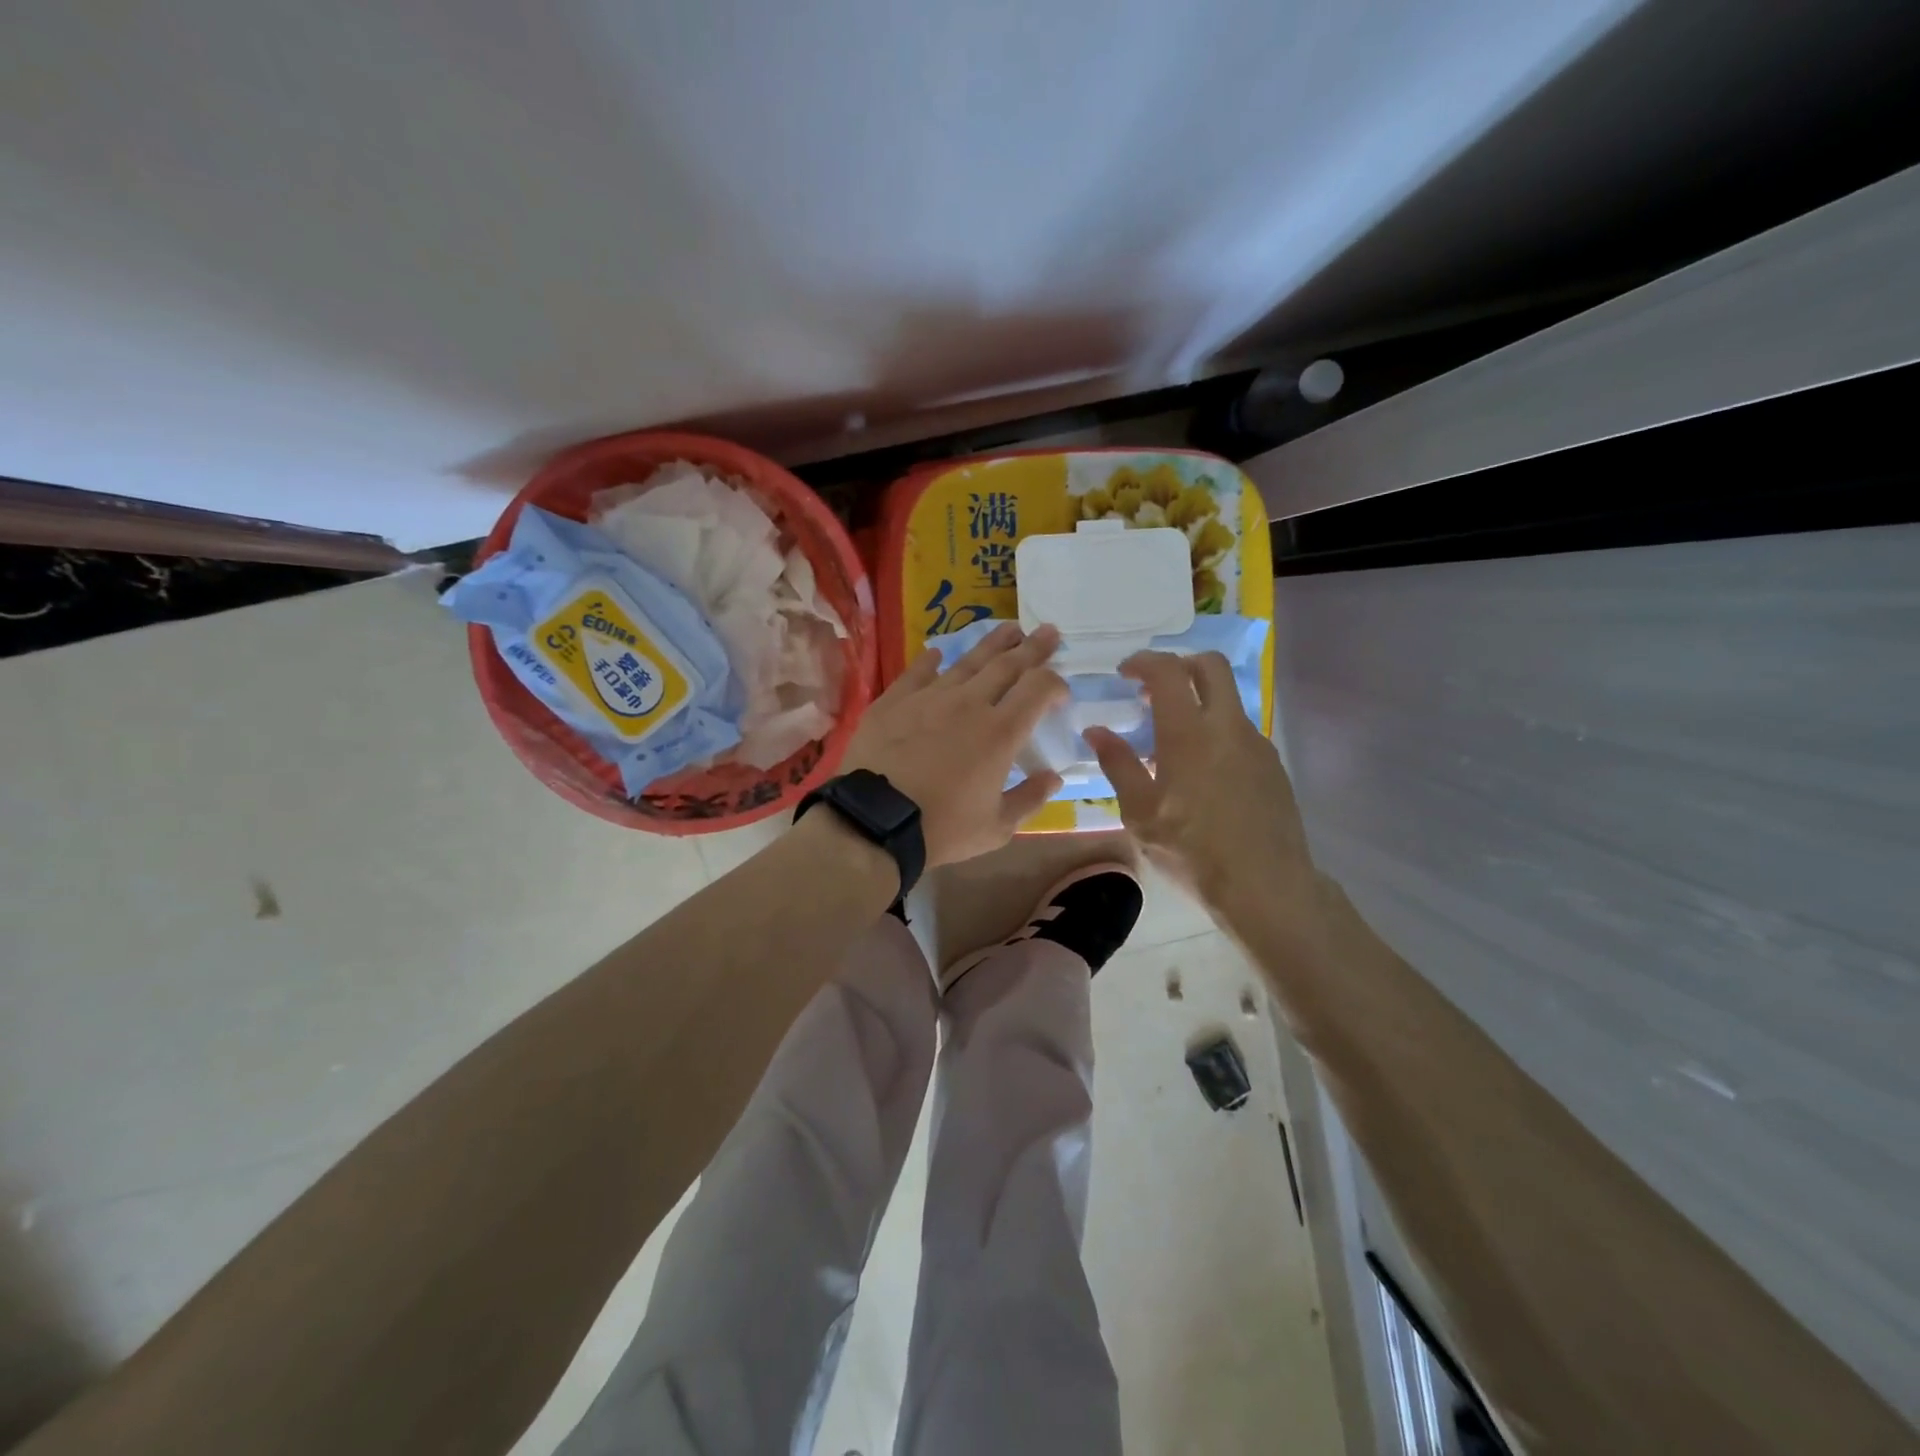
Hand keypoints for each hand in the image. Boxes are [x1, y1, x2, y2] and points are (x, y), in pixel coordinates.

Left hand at [842, 623, 1067, 866]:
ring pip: (966, 661)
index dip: (1055, 683)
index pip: (1038, 689)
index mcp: (1000, 732)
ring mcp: (929, 697)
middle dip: (1032, 647)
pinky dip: (931, 661)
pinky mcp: (894, 701)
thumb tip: (1054, 777)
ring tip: (1009, 629)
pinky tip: (937, 653)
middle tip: (1048, 631)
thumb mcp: (996, 827)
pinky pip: (918, 673)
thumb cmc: (941, 828)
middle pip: (1007, 665)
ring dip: (992, 644)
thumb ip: (1029, 799)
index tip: (1061, 690)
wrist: (874, 821)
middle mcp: (969, 704)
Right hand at [1083, 651, 1313, 912]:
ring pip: (1228, 699)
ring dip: (1198, 701)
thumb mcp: (1140, 813)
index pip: (1168, 671)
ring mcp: (1256, 744)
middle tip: (1153, 690)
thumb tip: (1096, 731)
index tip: (1124, 673)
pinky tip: (1201, 772)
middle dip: (1179, 665)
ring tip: (1171, 740)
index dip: (1143, 661)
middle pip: (1210, 667)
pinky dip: (1215, 731)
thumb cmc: (1192, 850)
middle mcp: (1227, 726)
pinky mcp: (1272, 766)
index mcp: (1189, 733)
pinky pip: (1239, 731)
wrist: (1266, 886)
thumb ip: (1118, 764)